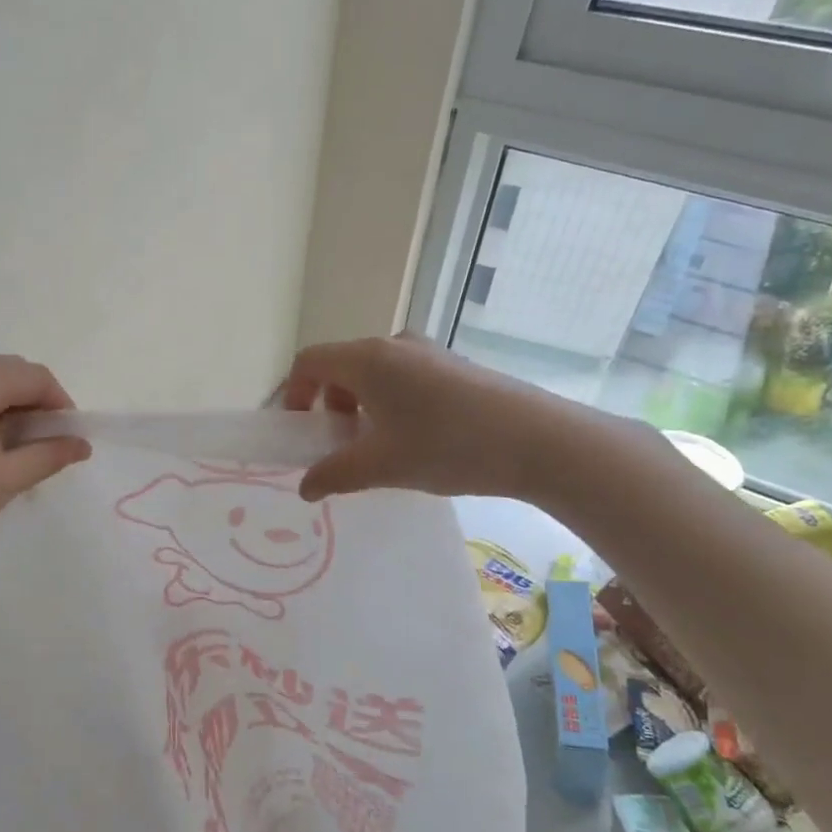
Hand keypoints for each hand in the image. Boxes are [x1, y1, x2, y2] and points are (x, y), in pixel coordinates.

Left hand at [0, 356, 90, 576]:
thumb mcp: (1, 481)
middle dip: (33, 404)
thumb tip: (81, 444)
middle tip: (42, 448)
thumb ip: (47, 455)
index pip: (33, 376)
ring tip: (8, 452)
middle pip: (6, 372)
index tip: (68, 440)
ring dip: (4, 408)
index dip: (60, 404)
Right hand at [280, 335, 627, 502]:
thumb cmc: (447, 446)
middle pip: (341, 366)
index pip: (309, 361)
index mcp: (368, 358)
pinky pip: (405, 378)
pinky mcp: (455, 365)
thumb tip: (304, 487)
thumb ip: (334, 475)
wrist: (538, 440)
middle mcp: (394, 344)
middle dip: (330, 406)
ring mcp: (429, 352)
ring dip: (362, 407)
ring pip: (375, 374)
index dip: (293, 394)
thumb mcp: (381, 466)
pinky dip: (391, 404)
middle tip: (341, 446)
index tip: (301, 432)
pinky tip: (415, 441)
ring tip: (379, 448)